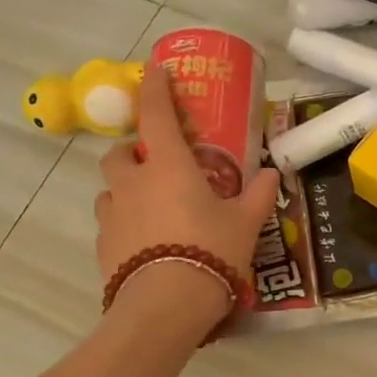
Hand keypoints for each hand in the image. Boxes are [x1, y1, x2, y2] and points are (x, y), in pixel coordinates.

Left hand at [95, 67, 280, 315]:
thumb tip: (273, 173)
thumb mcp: (245, 223)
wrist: (166, 305)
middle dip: (134, 151)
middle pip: (119, 154)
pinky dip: (124, 223)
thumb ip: (258, 195)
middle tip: (157, 164)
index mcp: (169, 167)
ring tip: (151, 207)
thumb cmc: (211, 251)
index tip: (155, 71)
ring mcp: (113, 215)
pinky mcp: (103, 247)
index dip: (156, 89)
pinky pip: (110, 224)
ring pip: (111, 190)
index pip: (156, 115)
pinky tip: (144, 243)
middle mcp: (133, 183)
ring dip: (126, 189)